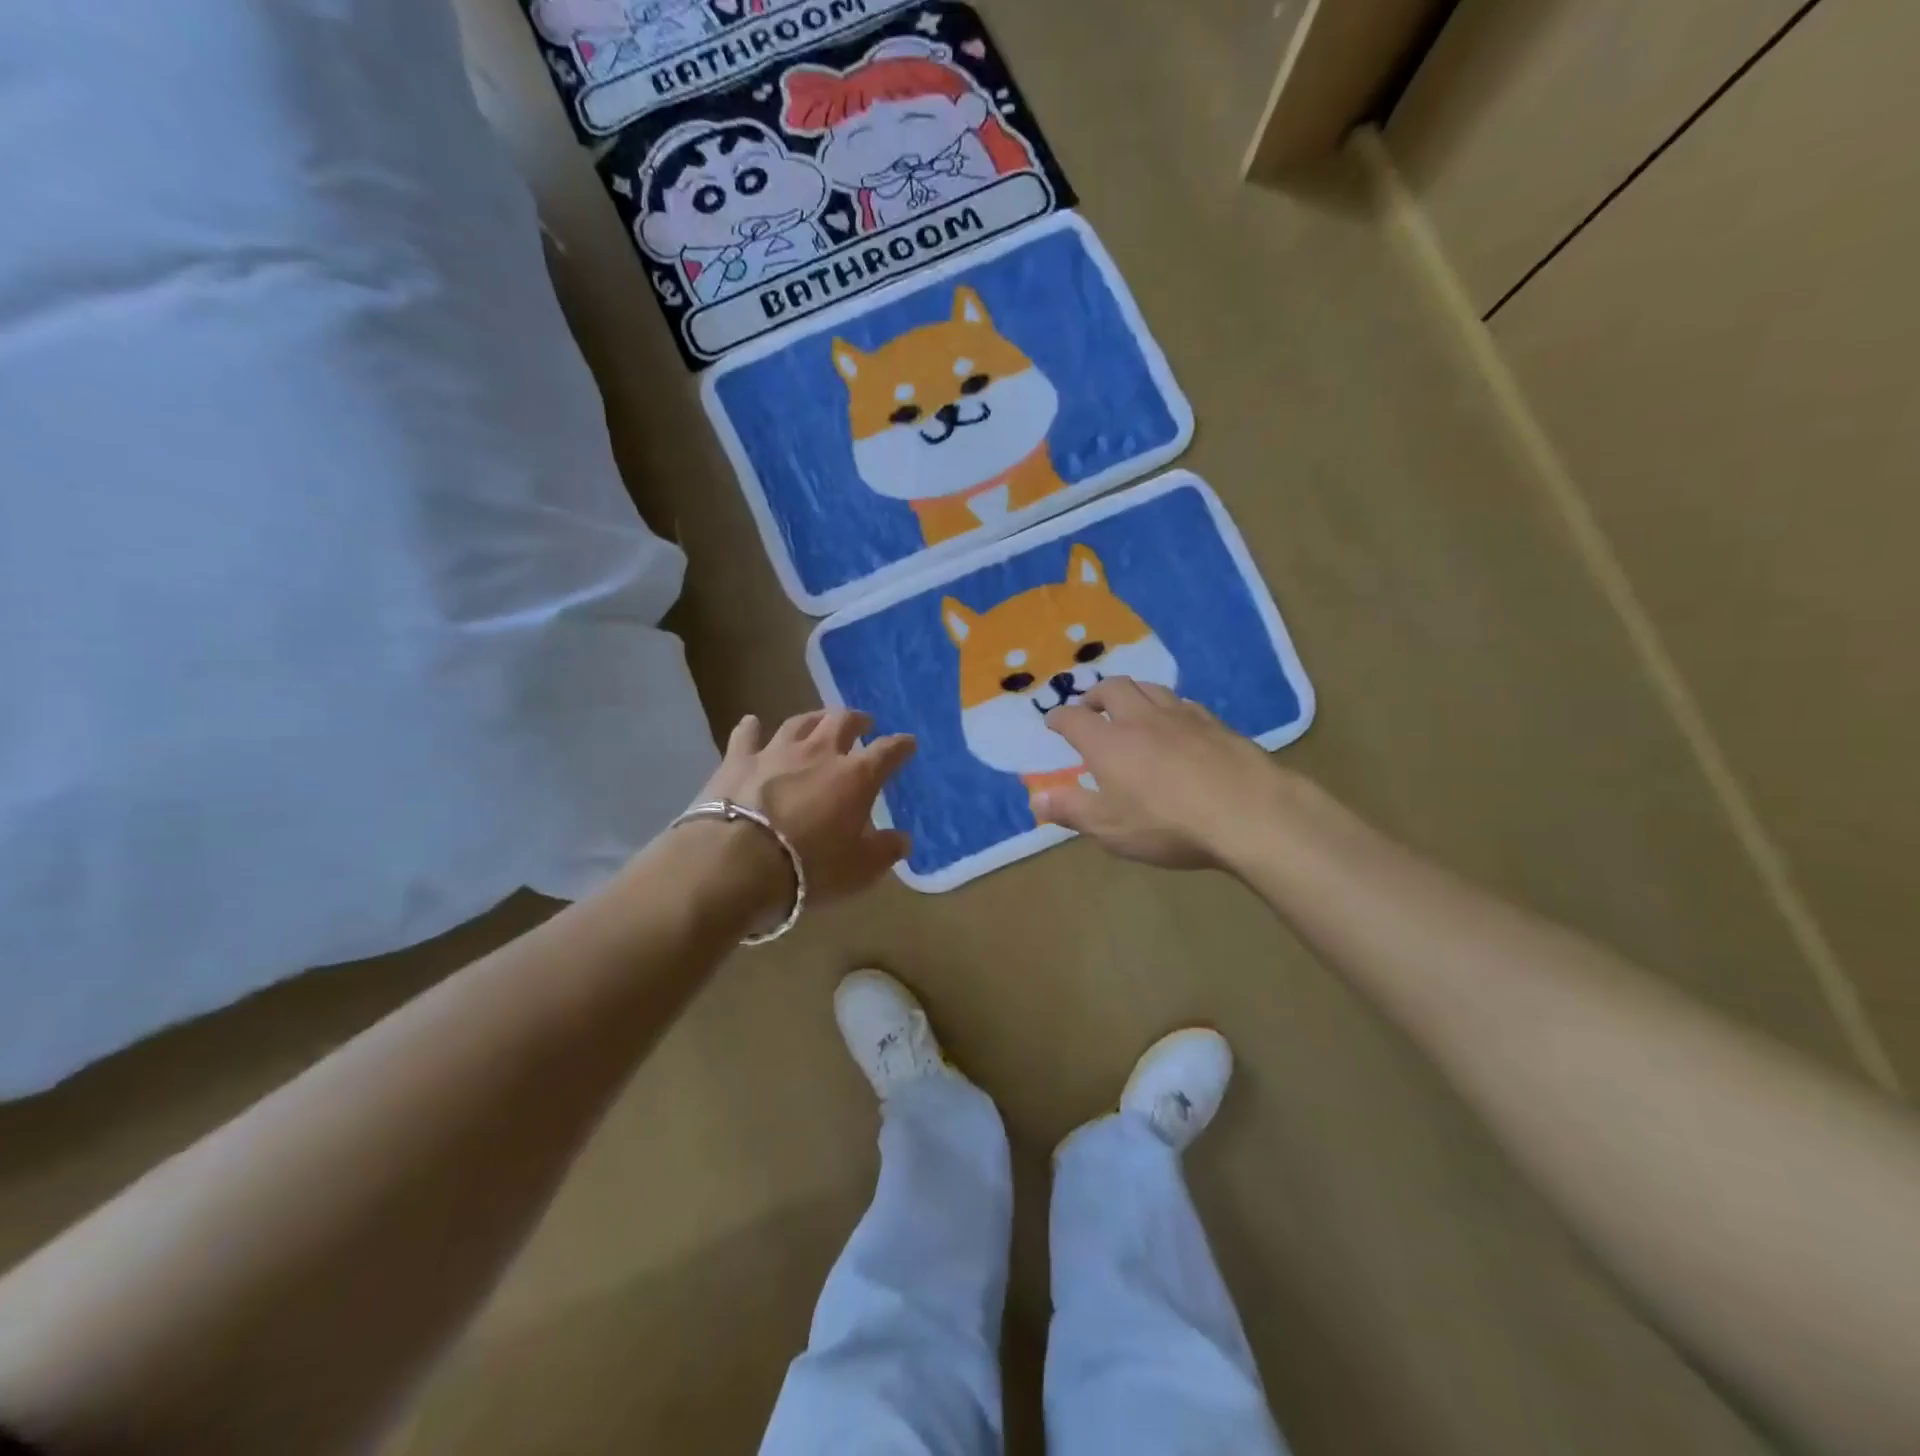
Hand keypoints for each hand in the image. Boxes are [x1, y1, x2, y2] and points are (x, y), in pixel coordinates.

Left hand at [694, 709, 914, 906]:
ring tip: (821, 718)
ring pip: (800, 722)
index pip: (888, 752)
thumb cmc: (809, 867)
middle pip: (842, 722)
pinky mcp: (737, 760)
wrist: (737, 862)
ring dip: (814, 718)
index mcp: (856, 776)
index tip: (908, 744)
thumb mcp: (860, 869)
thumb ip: (885, 851)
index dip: (901, 746)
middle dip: (857, 720)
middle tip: (864, 723)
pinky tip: (752, 722)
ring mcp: (776, 752)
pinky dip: (752, 728)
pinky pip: (746, 736)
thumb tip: (903, 840)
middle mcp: (819, 753)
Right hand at [1036, 679, 1285, 870]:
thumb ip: (1071, 810)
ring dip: (1132, 692)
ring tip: (1129, 705)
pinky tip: (1175, 721)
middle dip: (1095, 694)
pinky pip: (1183, 703)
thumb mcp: (1110, 828)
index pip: (1074, 720)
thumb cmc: (1168, 824)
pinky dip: (1167, 705)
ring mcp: (1181, 717)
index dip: (1059, 719)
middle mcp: (1140, 719)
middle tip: (1089, 706)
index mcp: (1108, 743)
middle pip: (1112, 688)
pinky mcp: (1215, 724)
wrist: (1248, 813)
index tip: (1052, 722)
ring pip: (1150, 688)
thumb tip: (1035, 798)